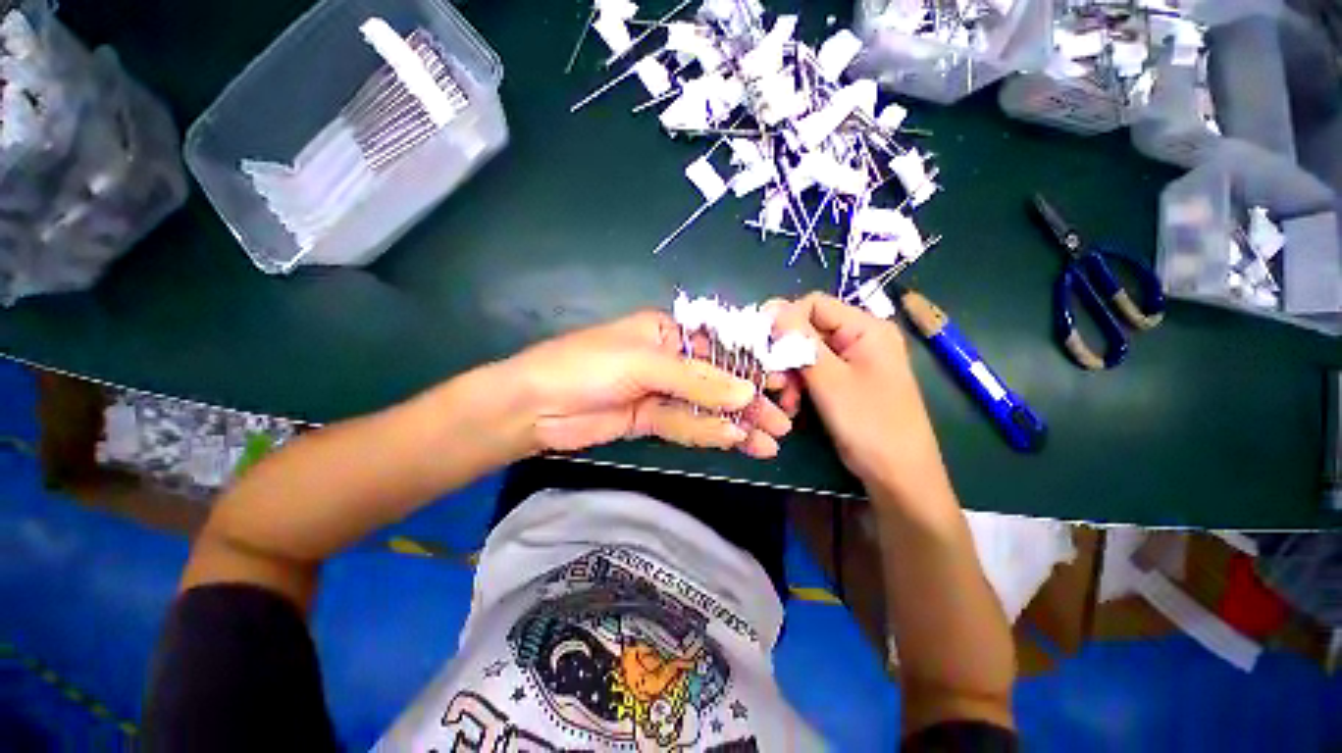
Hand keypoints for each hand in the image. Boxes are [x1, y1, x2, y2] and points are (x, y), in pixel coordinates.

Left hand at [500, 310, 793, 458]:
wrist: (534, 407)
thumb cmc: (588, 366)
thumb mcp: (645, 363)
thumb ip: (697, 381)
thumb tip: (747, 394)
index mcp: (667, 333)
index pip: (719, 347)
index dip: (751, 365)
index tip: (782, 382)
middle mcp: (668, 360)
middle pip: (717, 381)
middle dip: (749, 400)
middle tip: (782, 421)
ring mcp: (659, 393)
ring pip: (706, 408)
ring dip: (737, 423)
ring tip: (770, 441)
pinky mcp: (650, 420)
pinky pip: (686, 425)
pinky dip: (710, 433)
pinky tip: (736, 441)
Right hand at [772, 293, 949, 496]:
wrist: (899, 476)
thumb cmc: (870, 424)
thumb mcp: (830, 380)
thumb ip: (800, 342)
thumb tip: (773, 307)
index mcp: (866, 328)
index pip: (814, 304)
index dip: (785, 320)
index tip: (764, 346)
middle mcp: (860, 338)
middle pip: (808, 330)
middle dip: (787, 355)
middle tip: (777, 383)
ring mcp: (854, 361)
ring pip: (807, 353)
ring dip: (791, 375)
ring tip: (788, 402)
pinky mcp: (846, 381)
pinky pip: (815, 372)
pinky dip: (800, 386)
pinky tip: (795, 407)